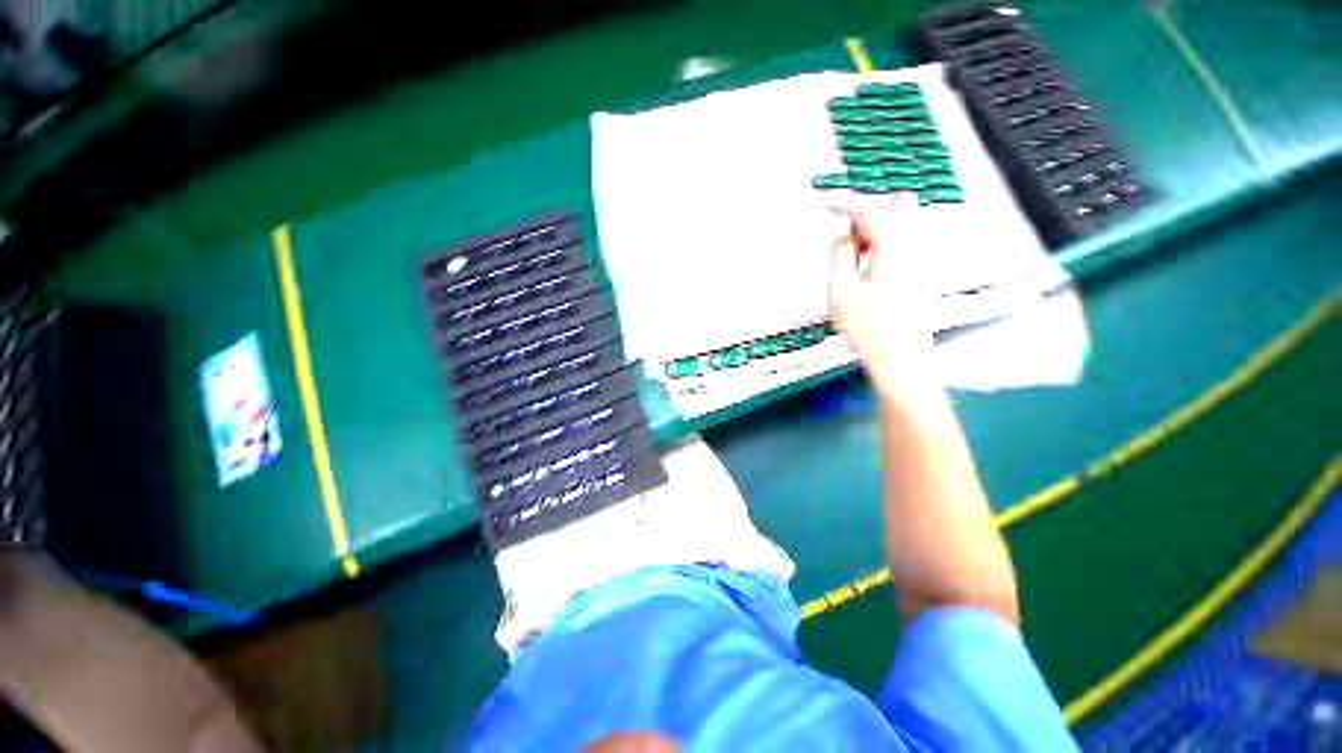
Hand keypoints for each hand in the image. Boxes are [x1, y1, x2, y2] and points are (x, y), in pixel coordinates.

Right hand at [827, 196, 937, 394]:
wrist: (901, 358)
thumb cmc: (868, 327)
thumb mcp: (841, 290)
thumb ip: (839, 255)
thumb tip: (842, 235)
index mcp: (893, 246)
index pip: (868, 212)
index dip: (844, 206)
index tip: (825, 205)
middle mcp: (913, 246)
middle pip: (894, 210)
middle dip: (866, 219)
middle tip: (846, 243)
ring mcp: (920, 260)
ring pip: (897, 230)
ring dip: (871, 238)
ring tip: (852, 268)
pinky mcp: (919, 274)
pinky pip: (898, 248)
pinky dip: (878, 252)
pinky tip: (865, 277)